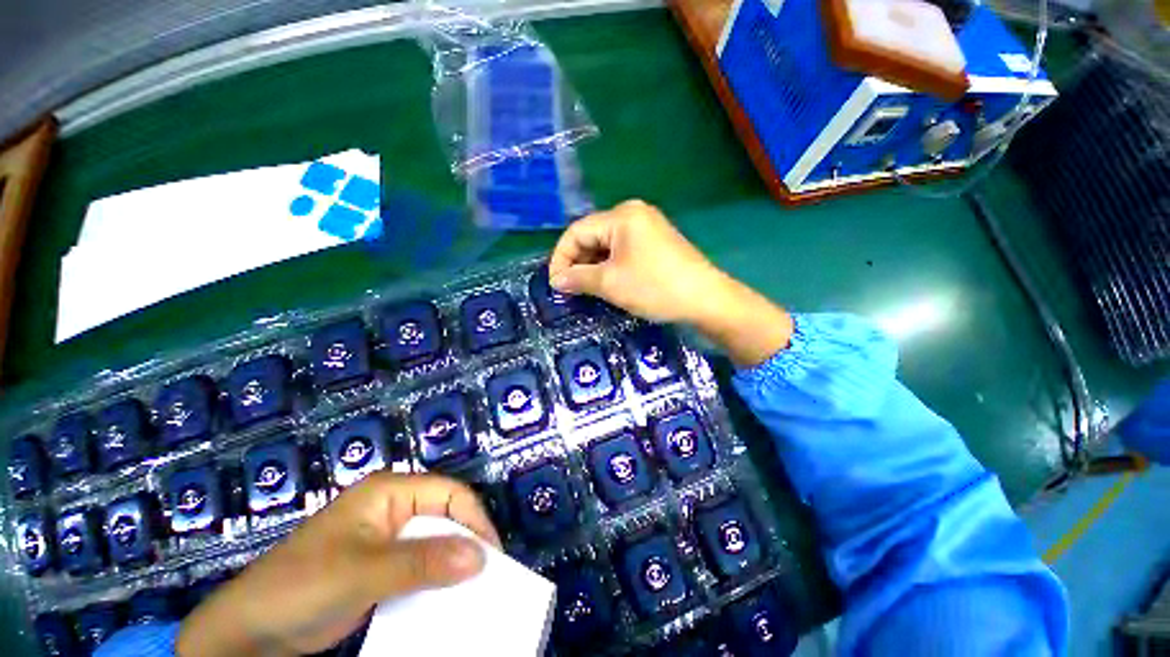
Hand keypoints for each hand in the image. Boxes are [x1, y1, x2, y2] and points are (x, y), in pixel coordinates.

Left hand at [177, 473, 500, 656]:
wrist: (250, 629)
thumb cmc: (302, 585)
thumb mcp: (364, 573)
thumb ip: (423, 562)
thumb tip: (479, 557)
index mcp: (390, 491)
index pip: (449, 493)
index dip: (474, 519)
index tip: (492, 555)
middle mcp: (393, 506)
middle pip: (444, 515)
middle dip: (465, 542)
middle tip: (485, 576)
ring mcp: (386, 536)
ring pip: (434, 541)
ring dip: (452, 562)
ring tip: (471, 588)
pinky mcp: (381, 563)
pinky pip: (420, 563)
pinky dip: (434, 578)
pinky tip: (444, 597)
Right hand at [549, 200, 792, 366]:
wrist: (706, 299)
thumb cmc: (654, 287)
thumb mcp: (610, 283)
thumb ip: (578, 278)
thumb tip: (555, 281)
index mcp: (621, 216)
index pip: (577, 231)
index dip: (561, 257)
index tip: (555, 283)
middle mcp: (633, 214)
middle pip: (592, 235)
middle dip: (577, 262)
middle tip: (569, 289)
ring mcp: (647, 227)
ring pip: (607, 245)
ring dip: (592, 266)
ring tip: (585, 289)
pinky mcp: (656, 242)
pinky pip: (623, 251)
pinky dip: (610, 266)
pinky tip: (606, 283)